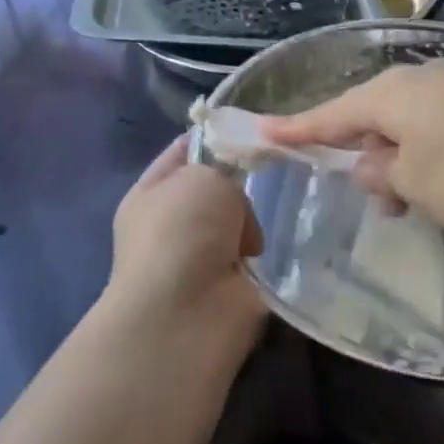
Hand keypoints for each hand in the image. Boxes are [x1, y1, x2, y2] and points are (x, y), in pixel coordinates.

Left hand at [104, 136, 266, 351]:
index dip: (217, 136)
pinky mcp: (234, 288)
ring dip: (262, 218)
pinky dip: (275, 251)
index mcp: (153, 192)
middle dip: (247, 178)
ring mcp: (205, 258)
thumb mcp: (201, 176)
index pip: (187, 150)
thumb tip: (236, 215)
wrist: (186, 316)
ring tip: (286, 205)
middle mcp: (176, 224)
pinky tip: (290, 239)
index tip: (255, 127)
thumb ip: (224, 171)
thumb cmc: (182, 232)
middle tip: (279, 165)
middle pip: (220, 186)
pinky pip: (262, 256)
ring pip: (244, 221)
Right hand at [262, 62, 443, 236]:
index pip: (329, 115)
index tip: (262, 133)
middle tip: (377, 202)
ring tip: (420, 202)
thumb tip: (370, 164)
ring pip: (414, 125)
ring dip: (407, 162)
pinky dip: (439, 155)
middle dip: (365, 157)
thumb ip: (388, 176)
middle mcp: (421, 79)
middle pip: (374, 117)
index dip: (295, 129)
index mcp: (392, 96)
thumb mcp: (424, 186)